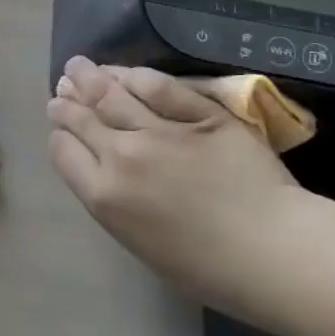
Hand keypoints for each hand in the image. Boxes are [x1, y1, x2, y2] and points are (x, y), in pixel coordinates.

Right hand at [47, 56, 334, 318]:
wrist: (274, 253)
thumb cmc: (208, 269)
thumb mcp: (142, 245)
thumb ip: (116, 204)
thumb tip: (105, 175)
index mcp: (105, 196)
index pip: (63, 151)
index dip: (59, 136)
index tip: (60, 128)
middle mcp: (122, 156)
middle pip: (82, 119)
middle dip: (66, 102)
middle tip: (61, 90)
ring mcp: (161, 131)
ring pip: (113, 95)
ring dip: (90, 78)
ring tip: (78, 66)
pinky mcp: (199, 114)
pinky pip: (160, 87)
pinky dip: (136, 76)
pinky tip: (125, 72)